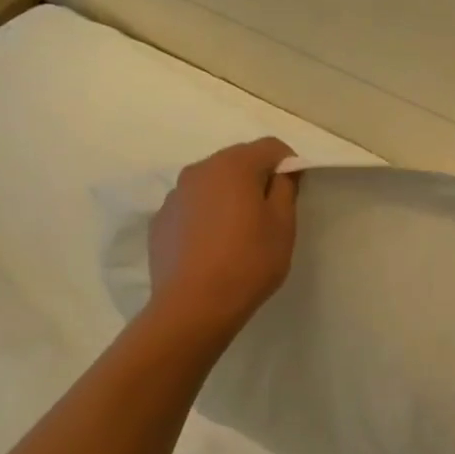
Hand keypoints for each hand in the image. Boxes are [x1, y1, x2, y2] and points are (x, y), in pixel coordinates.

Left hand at [145, 138, 299, 340]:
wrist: (193, 306)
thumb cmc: (249, 262)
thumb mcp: (283, 224)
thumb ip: (286, 188)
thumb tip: (282, 172)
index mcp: (233, 166)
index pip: (270, 146)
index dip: (288, 164)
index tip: (294, 191)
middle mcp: (199, 171)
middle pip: (237, 161)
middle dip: (257, 178)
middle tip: (270, 213)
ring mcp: (174, 196)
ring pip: (212, 184)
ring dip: (230, 196)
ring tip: (239, 232)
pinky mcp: (160, 221)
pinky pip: (192, 206)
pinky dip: (207, 215)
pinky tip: (214, 246)